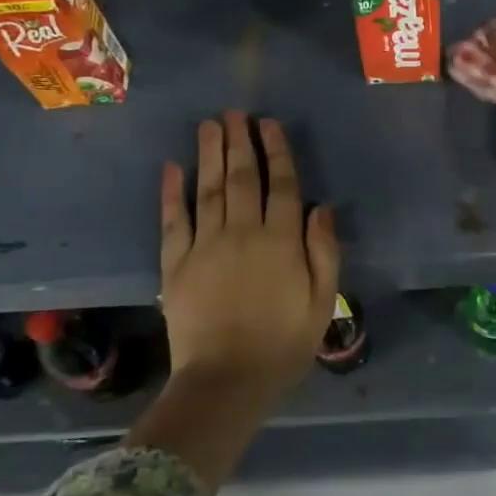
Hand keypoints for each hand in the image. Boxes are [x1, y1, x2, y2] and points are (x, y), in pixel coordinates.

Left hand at [159, 112, 340, 409]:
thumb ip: (324, 252)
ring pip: (208, 189)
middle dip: (239, 142)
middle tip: (234, 112)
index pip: (281, 185)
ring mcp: (204, 246)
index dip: (276, 151)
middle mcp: (242, 233)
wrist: (225, 383)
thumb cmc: (283, 344)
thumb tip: (321, 209)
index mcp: (281, 242)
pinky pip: (173, 221)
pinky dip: (171, 192)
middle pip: (241, 177)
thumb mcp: (322, 302)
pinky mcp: (175, 265)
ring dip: (209, 154)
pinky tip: (171, 167)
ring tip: (209, 124)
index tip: (269, 124)